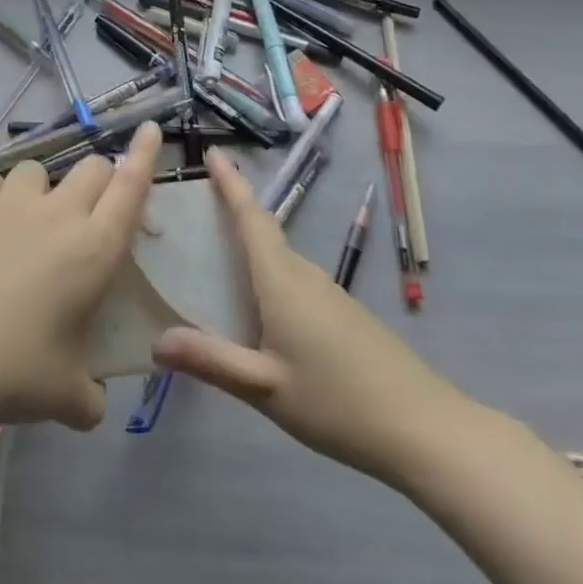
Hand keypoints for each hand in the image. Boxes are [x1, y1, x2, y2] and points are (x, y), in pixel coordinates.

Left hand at [0, 123, 161, 430]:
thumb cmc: (15, 371)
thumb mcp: (68, 396)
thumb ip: (90, 396)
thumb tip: (91, 403)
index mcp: (96, 249)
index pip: (131, 187)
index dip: (146, 155)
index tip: (152, 129)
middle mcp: (59, 214)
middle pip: (91, 168)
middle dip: (98, 180)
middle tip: (86, 211)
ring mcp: (11, 202)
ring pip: (39, 168)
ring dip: (43, 187)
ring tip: (27, 218)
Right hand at [151, 148, 477, 484]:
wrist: (427, 430)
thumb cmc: (339, 403)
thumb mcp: (265, 387)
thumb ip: (211, 361)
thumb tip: (155, 341)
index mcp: (282, 281)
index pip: (251, 218)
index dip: (230, 184)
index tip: (212, 153)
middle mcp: (305, 276)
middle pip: (263, 233)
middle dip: (231, 212)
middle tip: (192, 211)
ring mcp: (330, 295)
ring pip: (279, 259)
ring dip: (248, 247)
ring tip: (213, 257)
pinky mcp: (343, 316)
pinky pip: (293, 281)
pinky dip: (266, 277)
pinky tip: (255, 309)